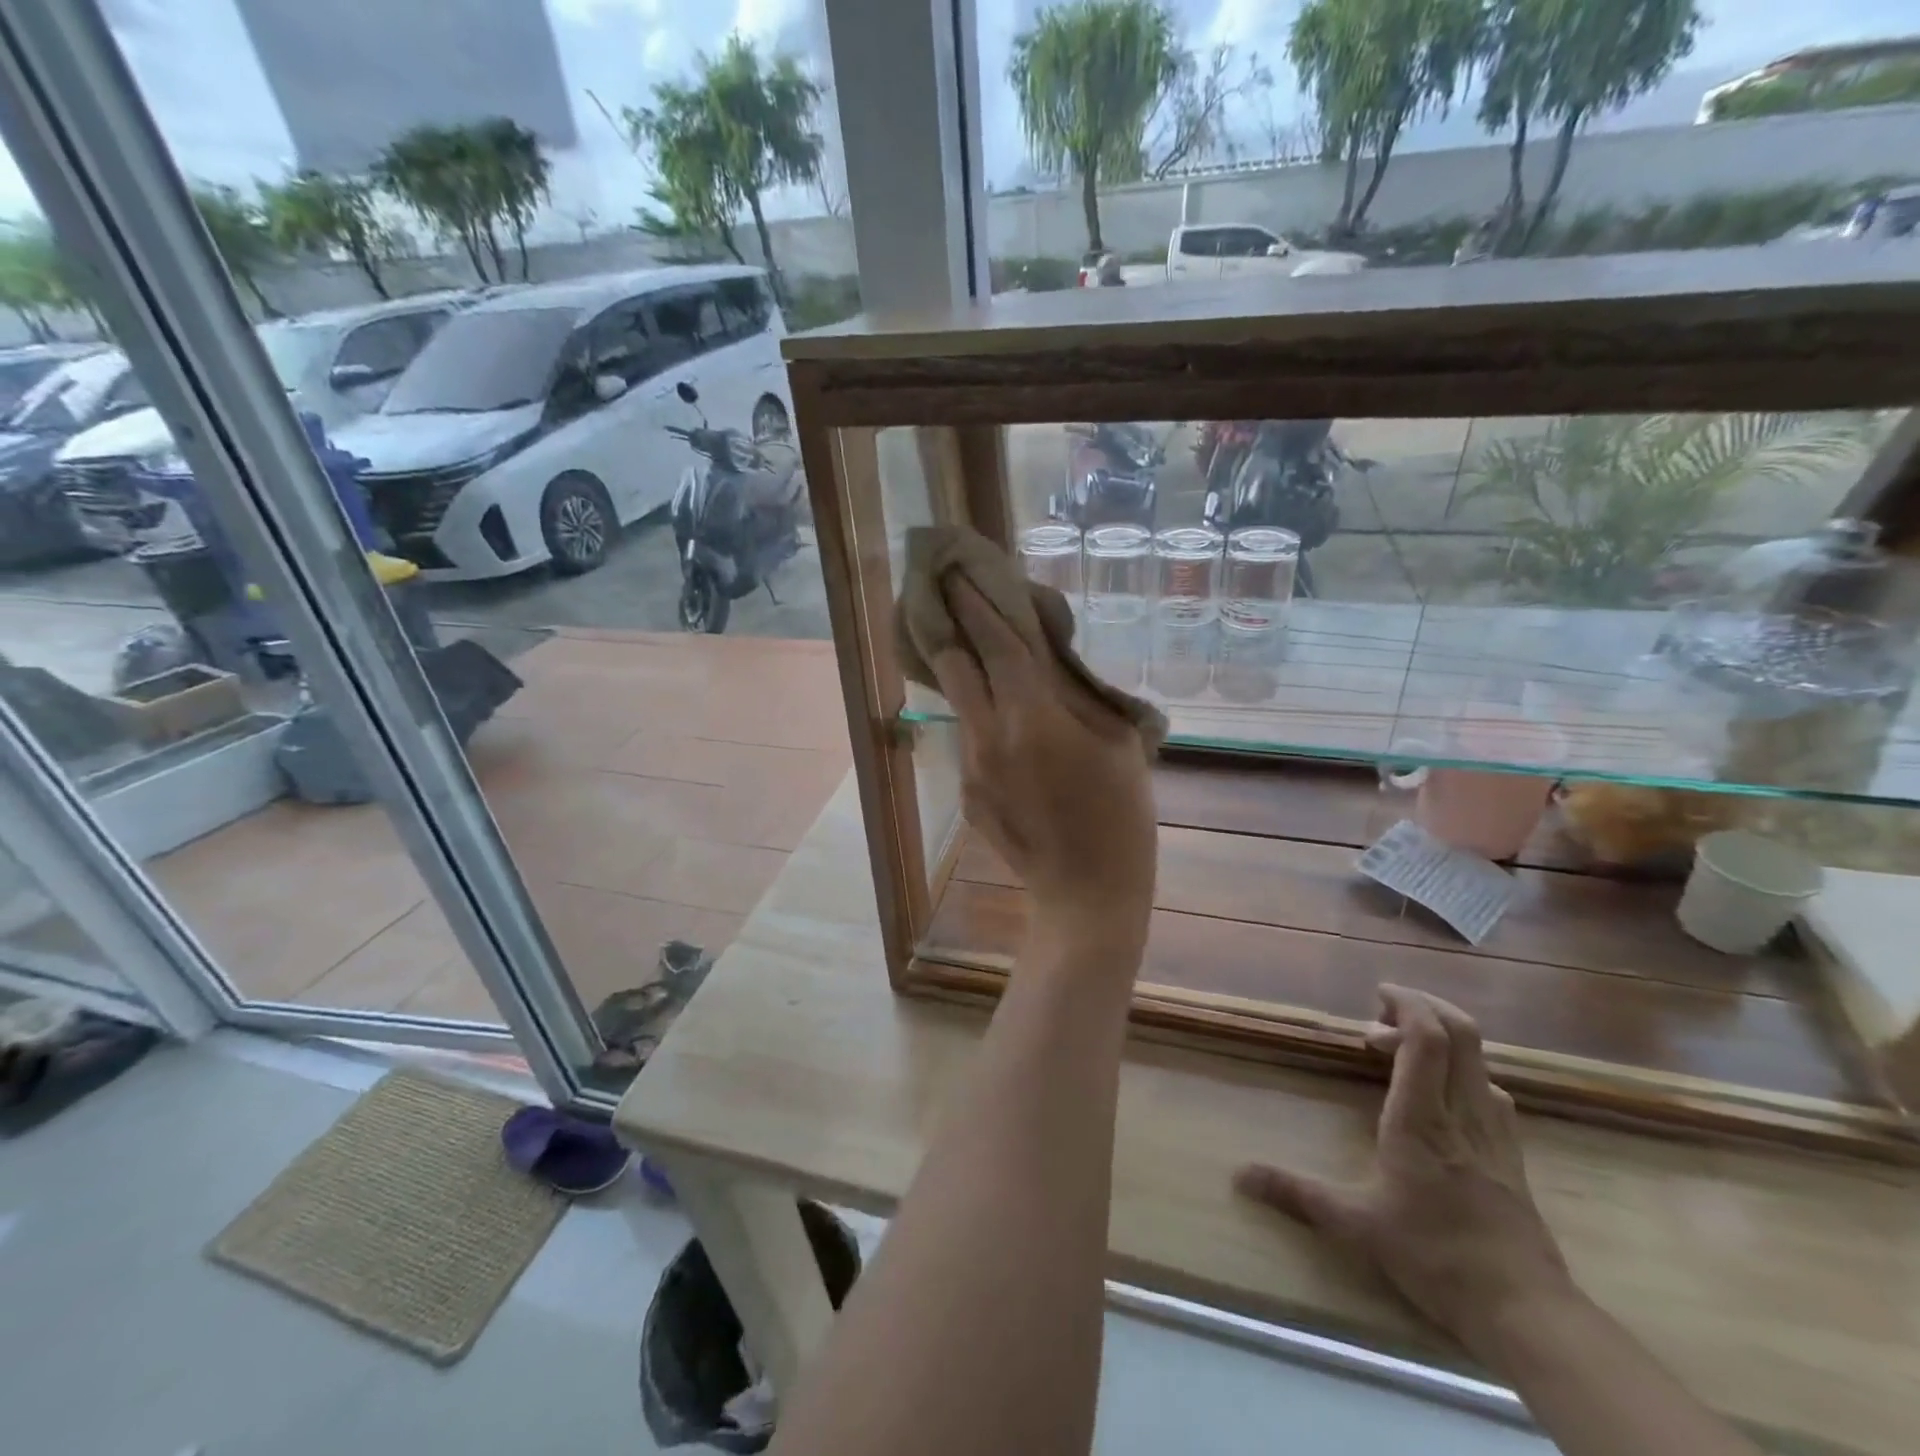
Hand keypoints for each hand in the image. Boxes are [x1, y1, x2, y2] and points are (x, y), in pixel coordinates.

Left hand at [928, 575, 1155, 948]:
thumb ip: (1075, 692)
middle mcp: (988, 736)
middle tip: (952, 601)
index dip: (975, 606)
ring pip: (962, 705)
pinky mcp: (966, 793)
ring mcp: (970, 768)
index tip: (957, 573)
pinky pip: (971, 742)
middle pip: (955, 667)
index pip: (994, 645)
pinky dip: (984, 722)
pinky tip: (1009, 733)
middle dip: (951, 630)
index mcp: (1031, 718)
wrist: (1086, 893)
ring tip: (990, 665)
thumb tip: (1046, 653)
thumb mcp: (1114, 742)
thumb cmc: (1120, 815)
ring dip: (971, 679)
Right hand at [1234, 986, 1575, 1368]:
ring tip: (1401, 1053)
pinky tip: (1441, 1097)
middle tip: (1382, 1016)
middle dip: (1425, 1009)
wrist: (1528, 1314)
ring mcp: (1494, 1132)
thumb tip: (1239, 1175)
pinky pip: (1490, 1090)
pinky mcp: (1511, 1154)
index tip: (1378, 994)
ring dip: (1442, 1040)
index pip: (1428, 1038)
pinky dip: (1463, 1072)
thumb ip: (1298, 1193)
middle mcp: (1463, 1112)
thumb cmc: (1436, 1258)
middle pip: (1462, 1034)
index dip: (1407, 1004)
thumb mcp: (1357, 1225)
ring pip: (1480, 1060)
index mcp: (1422, 1118)